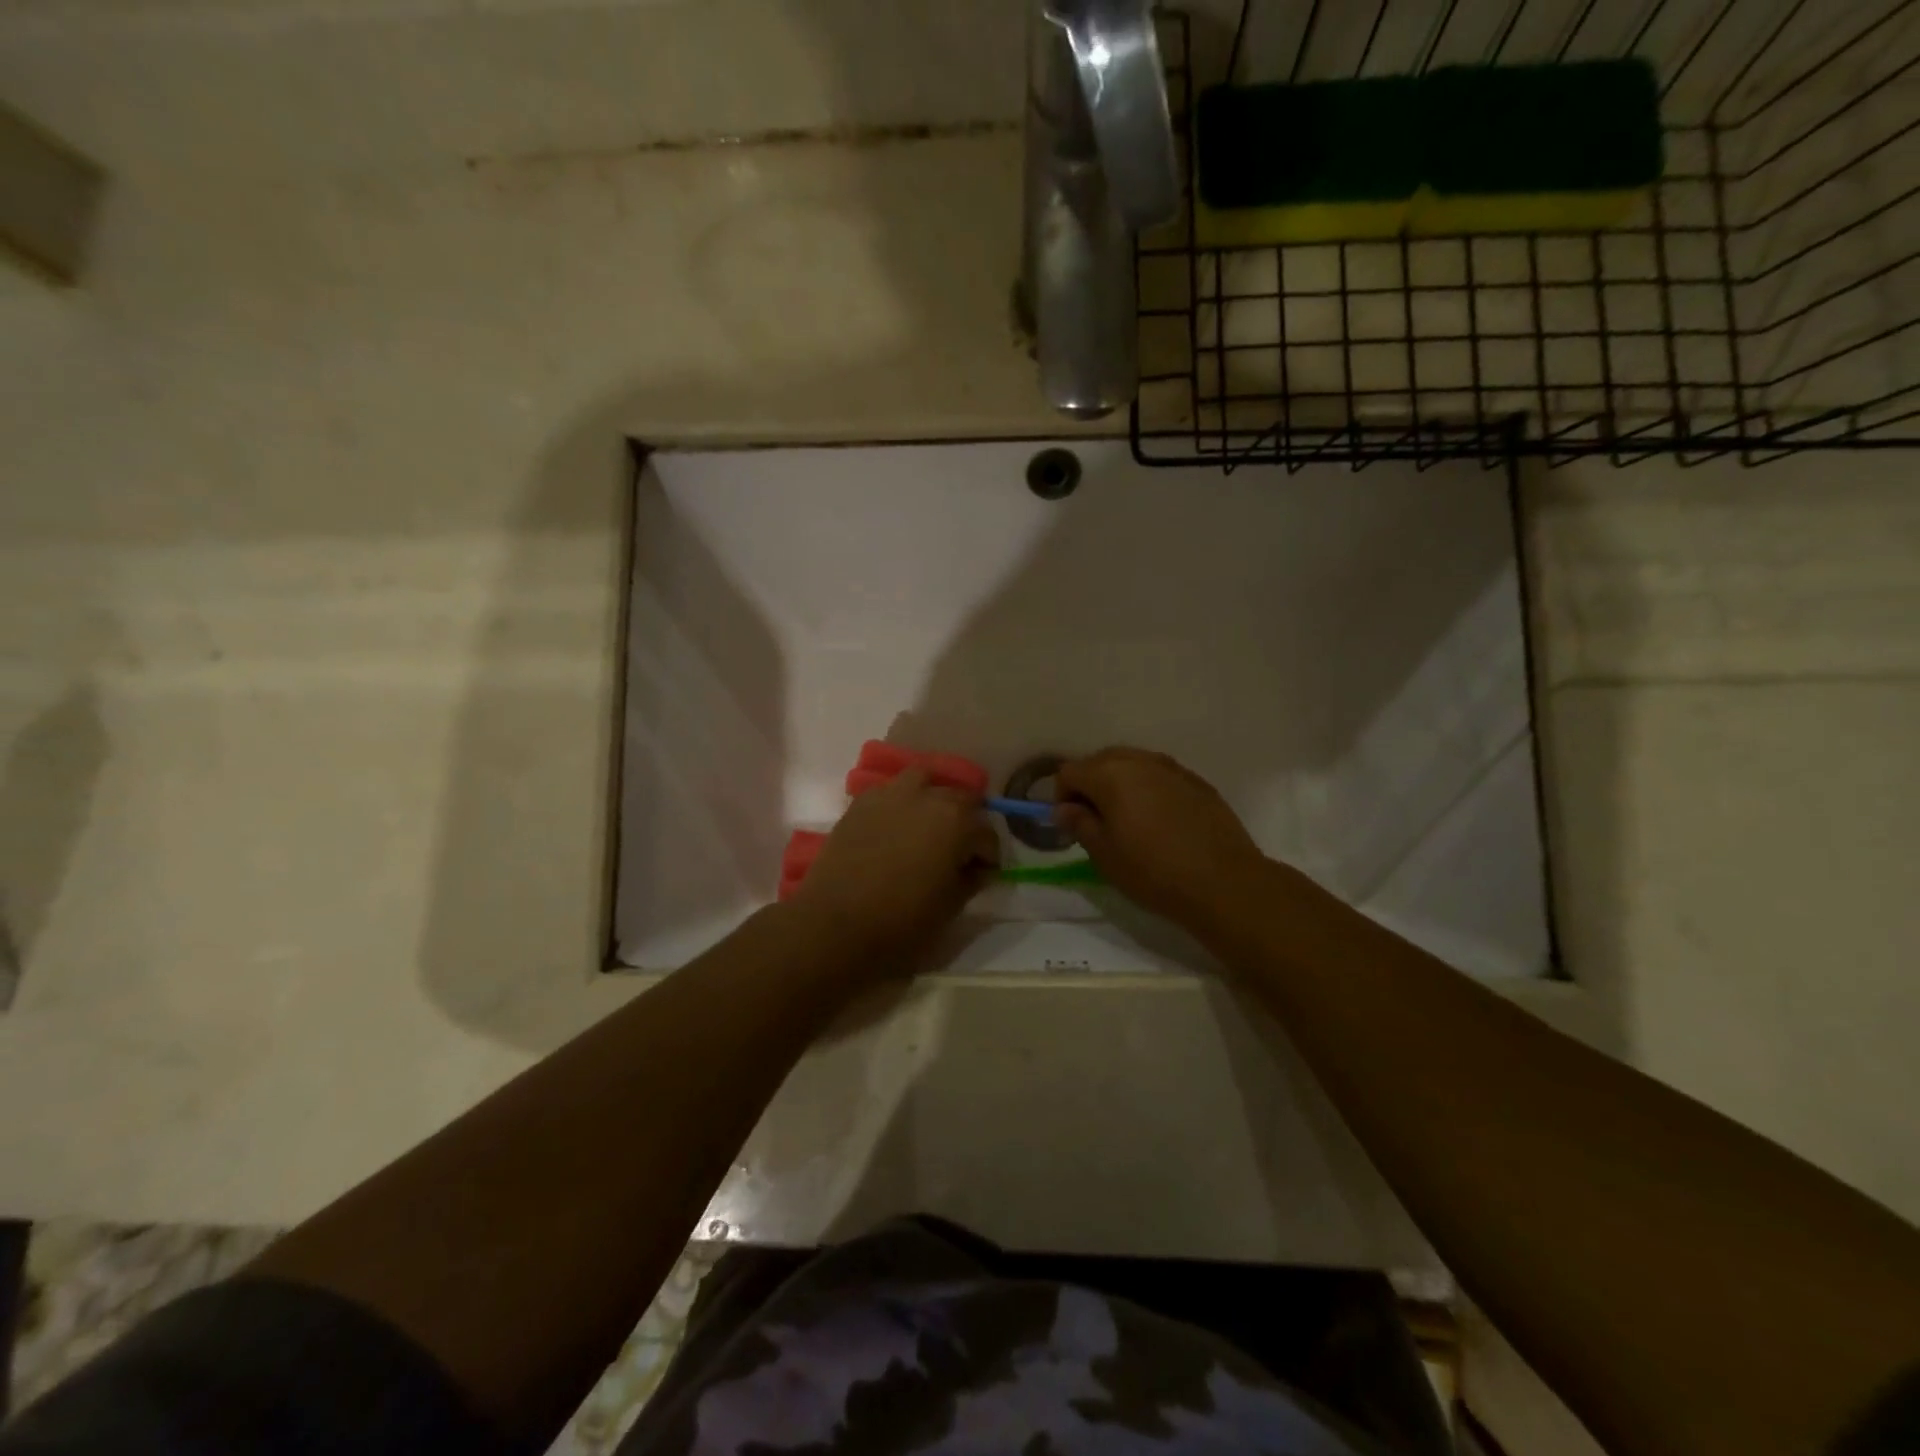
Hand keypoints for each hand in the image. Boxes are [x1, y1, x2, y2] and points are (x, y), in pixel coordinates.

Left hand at [786, 767, 999, 974]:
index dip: (989, 857)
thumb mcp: (950, 908)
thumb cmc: (901, 922)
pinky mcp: (861, 803)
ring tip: (930, 824)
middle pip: (960, 798)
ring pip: (924, 780)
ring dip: (934, 797)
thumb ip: (970, 881)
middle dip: (967, 822)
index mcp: (957, 821)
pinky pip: (891, 791)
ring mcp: (891, 794)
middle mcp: (927, 796)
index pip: (987, 834)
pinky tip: (897, 827)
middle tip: (959, 851)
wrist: (834, 925)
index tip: (983, 875)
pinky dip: (902, 802)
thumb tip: (976, 869)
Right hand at [1054, 748, 1267, 929]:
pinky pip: (1160, 776)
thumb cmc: (1154, 871)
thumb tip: (1065, 809)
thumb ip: (1079, 824)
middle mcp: (1140, 761)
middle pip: (1100, 760)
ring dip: (1120, 785)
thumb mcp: (1104, 855)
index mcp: (1110, 774)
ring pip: (1133, 765)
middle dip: (1090, 785)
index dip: (1062, 796)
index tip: (1071, 825)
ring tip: (1127, 820)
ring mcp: (1172, 768)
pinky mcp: (1197, 781)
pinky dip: (1149, 790)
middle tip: (1095, 821)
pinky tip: (1159, 821)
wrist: (1224, 882)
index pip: (1069, 772)